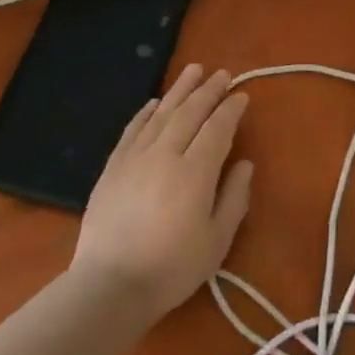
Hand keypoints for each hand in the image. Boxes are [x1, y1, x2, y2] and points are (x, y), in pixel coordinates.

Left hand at [71, 64, 254, 322]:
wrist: (110, 284)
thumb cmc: (172, 268)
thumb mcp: (217, 241)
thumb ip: (234, 198)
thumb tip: (244, 163)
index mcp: (196, 172)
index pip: (217, 128)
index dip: (230, 109)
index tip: (241, 96)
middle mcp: (166, 154)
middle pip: (190, 113)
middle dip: (208, 91)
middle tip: (222, 74)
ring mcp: (135, 157)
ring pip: (161, 113)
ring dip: (179, 90)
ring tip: (193, 69)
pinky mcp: (113, 166)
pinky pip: (132, 129)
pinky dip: (145, 112)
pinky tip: (154, 102)